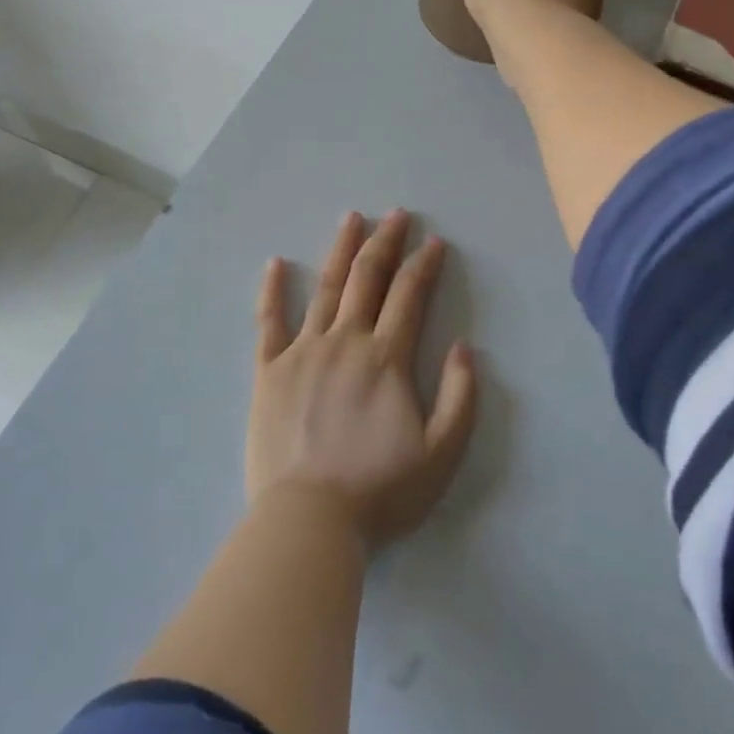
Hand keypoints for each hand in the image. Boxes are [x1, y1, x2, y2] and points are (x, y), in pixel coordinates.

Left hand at [247, 210, 478, 552]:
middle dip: (386, 242)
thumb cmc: (381, 490)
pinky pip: (269, 321)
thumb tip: (464, 345)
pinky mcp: (269, 371)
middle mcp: (345, 341)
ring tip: (352, 219)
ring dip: (340, 250)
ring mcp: (302, 352)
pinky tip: (275, 262)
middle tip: (397, 215)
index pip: (410, 295)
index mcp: (386, 358)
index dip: (425, 264)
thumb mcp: (442, 452)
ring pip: (324, 288)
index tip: (434, 242)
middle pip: (367, 279)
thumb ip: (461, 396)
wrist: (309, 519)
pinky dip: (272, 290)